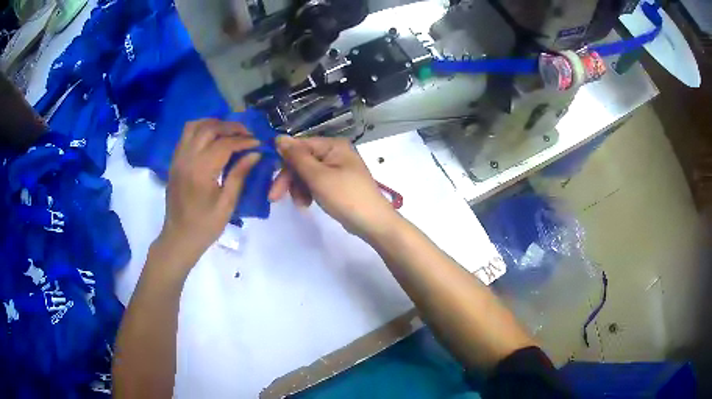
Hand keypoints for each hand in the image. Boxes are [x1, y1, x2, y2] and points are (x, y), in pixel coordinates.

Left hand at [158, 119, 260, 264]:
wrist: (179, 237)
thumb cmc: (205, 226)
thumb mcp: (227, 204)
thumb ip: (239, 175)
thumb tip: (255, 153)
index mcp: (200, 171)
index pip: (224, 144)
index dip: (243, 141)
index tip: (258, 143)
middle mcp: (186, 159)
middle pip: (209, 128)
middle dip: (230, 127)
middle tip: (246, 134)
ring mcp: (177, 158)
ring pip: (194, 126)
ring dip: (214, 123)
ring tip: (229, 131)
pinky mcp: (174, 161)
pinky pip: (186, 135)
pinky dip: (201, 129)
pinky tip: (213, 138)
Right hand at [269, 136, 399, 238]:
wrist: (373, 222)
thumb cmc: (345, 196)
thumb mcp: (318, 176)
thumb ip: (297, 157)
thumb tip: (279, 137)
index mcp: (333, 145)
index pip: (300, 146)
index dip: (284, 162)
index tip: (270, 179)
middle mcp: (335, 152)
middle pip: (302, 160)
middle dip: (290, 179)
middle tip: (275, 198)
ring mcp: (337, 168)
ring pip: (307, 173)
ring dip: (299, 188)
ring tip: (301, 204)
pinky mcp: (337, 183)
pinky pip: (316, 182)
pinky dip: (309, 192)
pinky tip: (307, 204)